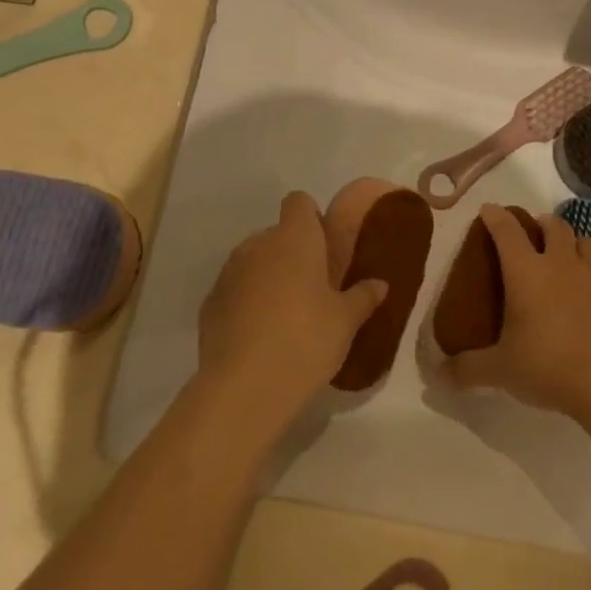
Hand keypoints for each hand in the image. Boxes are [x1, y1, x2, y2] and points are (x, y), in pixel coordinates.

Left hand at [197, 191, 385, 430]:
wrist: (244, 387)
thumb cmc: (305, 341)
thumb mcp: (345, 322)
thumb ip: (363, 297)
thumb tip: (380, 283)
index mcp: (295, 238)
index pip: (299, 202)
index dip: (311, 219)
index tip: (324, 248)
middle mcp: (259, 244)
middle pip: (277, 234)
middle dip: (292, 253)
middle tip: (312, 290)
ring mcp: (229, 272)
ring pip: (253, 261)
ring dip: (268, 277)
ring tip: (285, 316)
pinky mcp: (210, 302)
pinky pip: (234, 290)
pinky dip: (245, 302)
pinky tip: (258, 336)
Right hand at [442, 204, 590, 419]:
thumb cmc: (547, 366)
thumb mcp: (499, 370)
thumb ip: (467, 368)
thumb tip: (439, 375)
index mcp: (526, 272)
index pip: (507, 230)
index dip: (496, 216)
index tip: (488, 210)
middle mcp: (559, 263)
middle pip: (553, 226)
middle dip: (541, 223)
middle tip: (532, 234)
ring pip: (584, 240)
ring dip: (572, 242)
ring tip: (564, 257)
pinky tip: (588, 293)